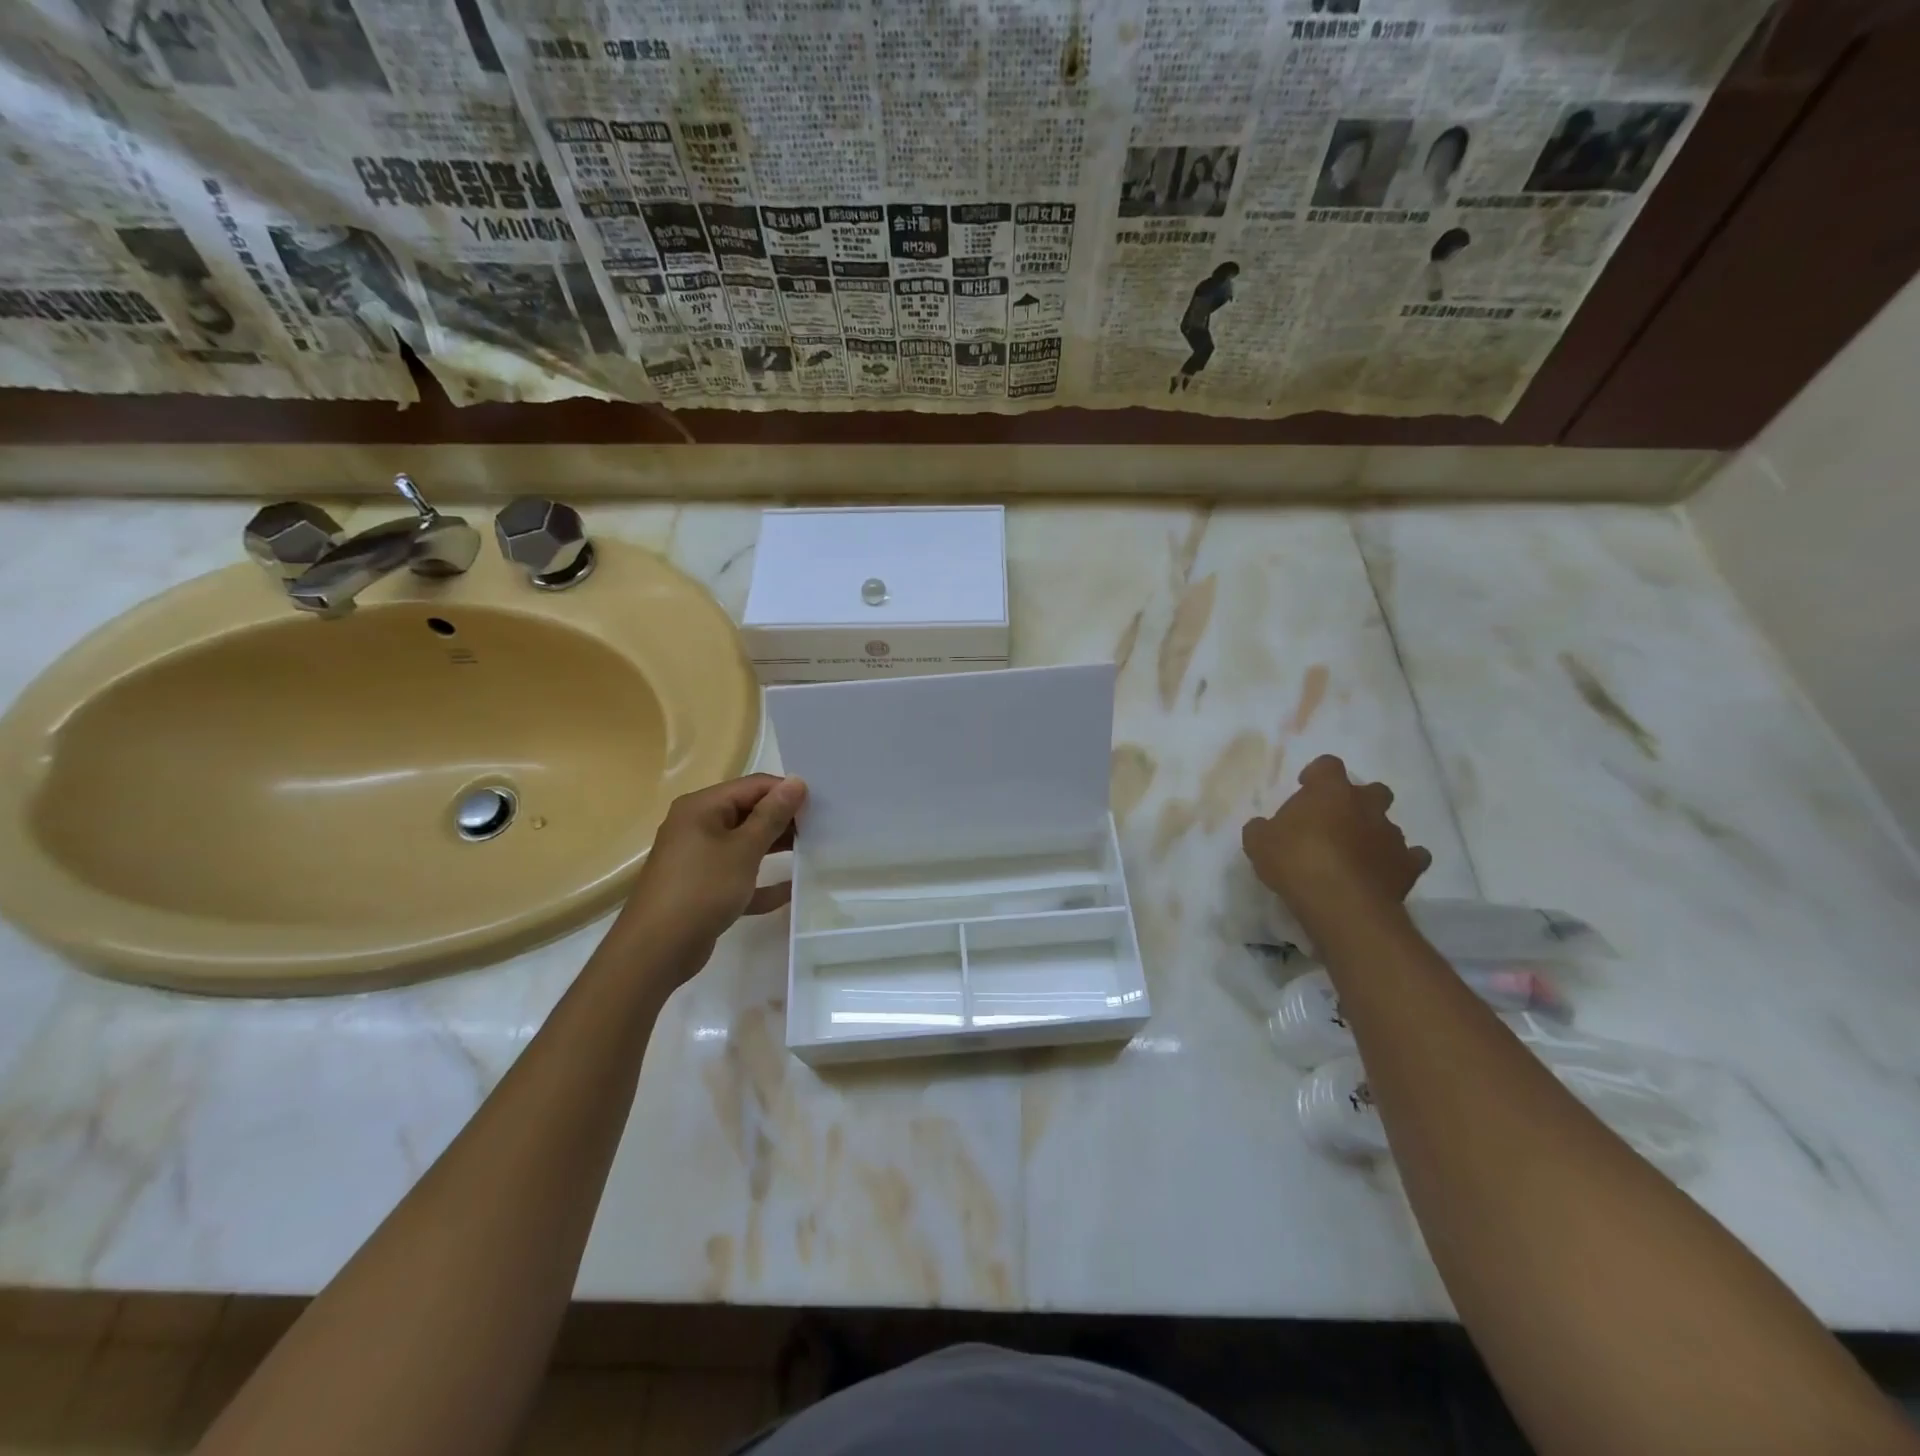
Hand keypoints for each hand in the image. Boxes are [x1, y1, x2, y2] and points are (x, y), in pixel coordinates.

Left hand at [616, 774, 807, 962]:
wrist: (656, 950)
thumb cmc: (702, 889)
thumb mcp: (743, 849)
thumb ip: (772, 815)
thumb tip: (797, 781)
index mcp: (702, 807)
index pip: (753, 786)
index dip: (786, 792)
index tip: (821, 806)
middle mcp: (697, 826)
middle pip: (748, 813)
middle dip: (783, 820)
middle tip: (822, 829)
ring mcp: (698, 858)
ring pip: (744, 845)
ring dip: (775, 848)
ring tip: (813, 852)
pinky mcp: (703, 888)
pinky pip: (739, 876)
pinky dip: (761, 881)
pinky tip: (791, 890)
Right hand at [1242, 755, 1430, 921]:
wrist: (1341, 903)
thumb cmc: (1295, 861)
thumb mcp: (1258, 842)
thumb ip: (1261, 829)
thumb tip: (1263, 828)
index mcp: (1329, 790)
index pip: (1328, 765)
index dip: (1317, 775)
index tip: (1305, 788)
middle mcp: (1366, 805)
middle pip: (1372, 790)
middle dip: (1358, 801)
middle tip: (1336, 821)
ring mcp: (1391, 834)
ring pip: (1389, 825)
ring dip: (1374, 834)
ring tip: (1355, 855)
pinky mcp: (1408, 866)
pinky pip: (1412, 857)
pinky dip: (1400, 861)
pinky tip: (1384, 872)